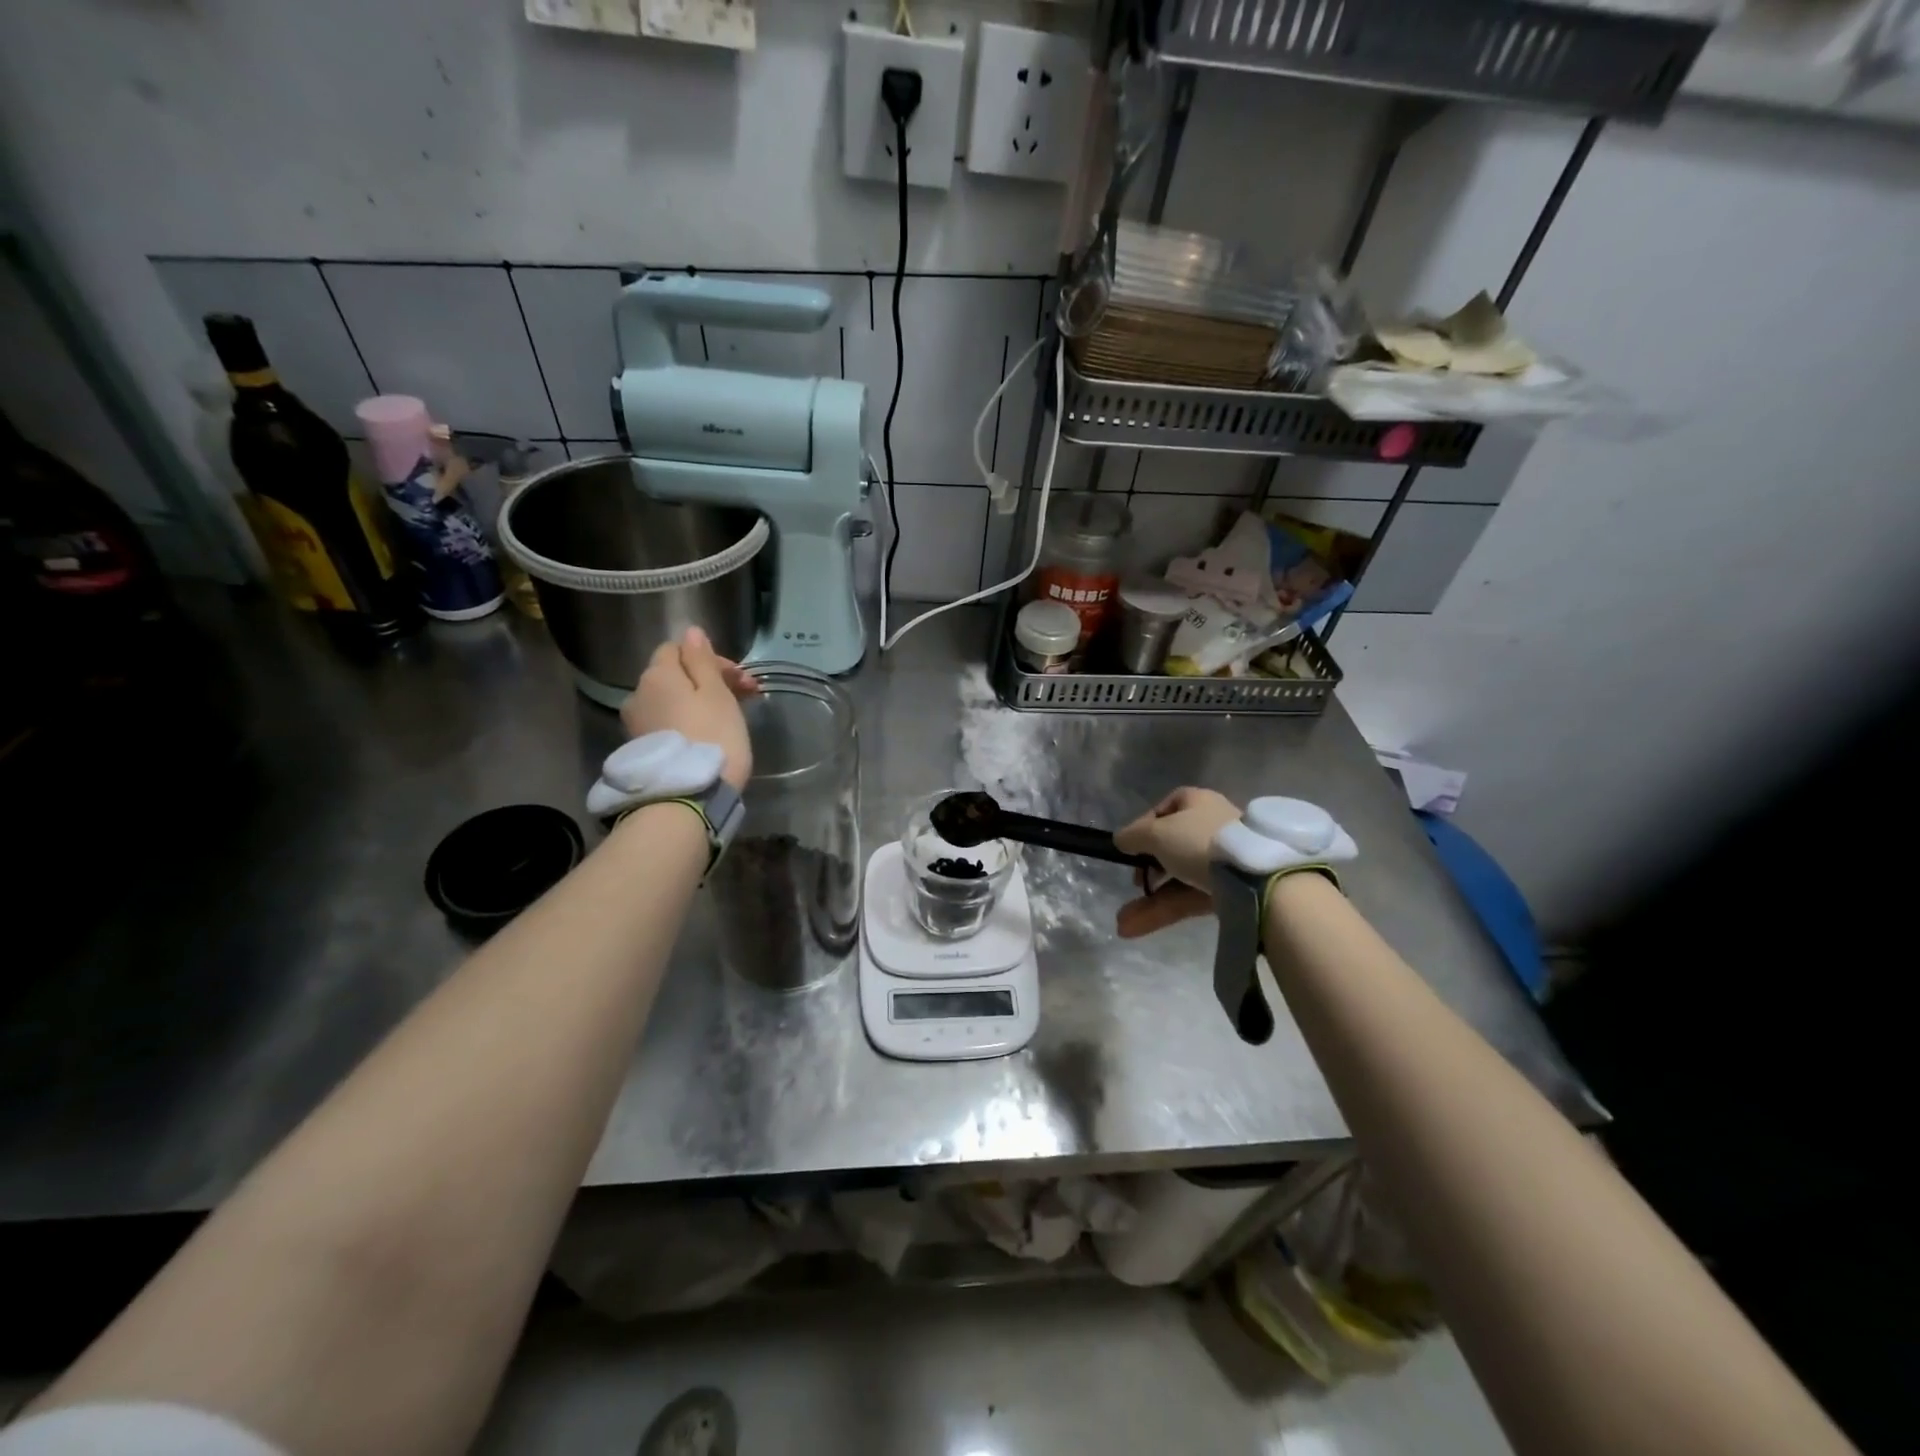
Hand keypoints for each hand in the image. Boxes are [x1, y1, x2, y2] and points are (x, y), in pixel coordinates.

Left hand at [620, 628, 760, 789]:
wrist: (688, 797)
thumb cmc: (712, 736)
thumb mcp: (716, 693)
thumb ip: (702, 660)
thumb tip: (691, 632)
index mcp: (657, 674)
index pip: (678, 649)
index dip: (710, 658)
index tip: (740, 678)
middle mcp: (638, 694)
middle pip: (674, 676)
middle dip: (708, 681)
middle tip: (745, 697)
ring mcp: (636, 725)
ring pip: (671, 701)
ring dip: (697, 702)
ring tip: (728, 719)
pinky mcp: (643, 751)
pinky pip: (667, 723)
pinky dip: (687, 723)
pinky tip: (708, 737)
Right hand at [1112, 787, 1241, 938]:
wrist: (1252, 876)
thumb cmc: (1198, 840)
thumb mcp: (1157, 833)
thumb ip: (1133, 836)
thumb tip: (1120, 839)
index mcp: (1197, 802)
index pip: (1164, 809)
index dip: (1143, 827)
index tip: (1129, 847)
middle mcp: (1210, 827)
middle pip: (1170, 847)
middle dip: (1146, 870)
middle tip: (1134, 883)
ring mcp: (1221, 861)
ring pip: (1178, 878)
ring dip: (1149, 901)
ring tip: (1123, 923)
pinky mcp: (1227, 890)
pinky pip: (1189, 897)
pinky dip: (1164, 911)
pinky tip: (1135, 928)